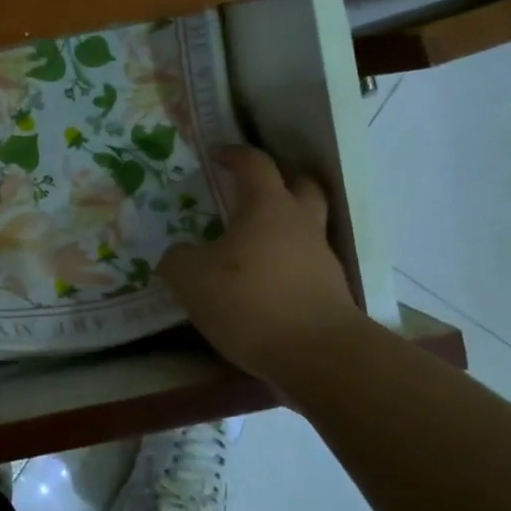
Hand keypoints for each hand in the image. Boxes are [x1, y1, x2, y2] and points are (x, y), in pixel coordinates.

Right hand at [158, 145, 366, 382]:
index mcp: (268, 208)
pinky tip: (266, 285)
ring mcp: (322, 259)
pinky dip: (289, 266)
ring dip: (286, 228)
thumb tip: (178, 254)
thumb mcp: (192, 280)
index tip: (218, 155)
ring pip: (308, 227)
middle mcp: (301, 224)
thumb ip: (178, 260)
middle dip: (281, 181)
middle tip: (254, 191)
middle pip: (302, 185)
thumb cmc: (250, 302)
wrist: (318, 356)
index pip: (256, 164)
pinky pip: (308, 265)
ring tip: (254, 246)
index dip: (236, 155)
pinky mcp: (332, 292)